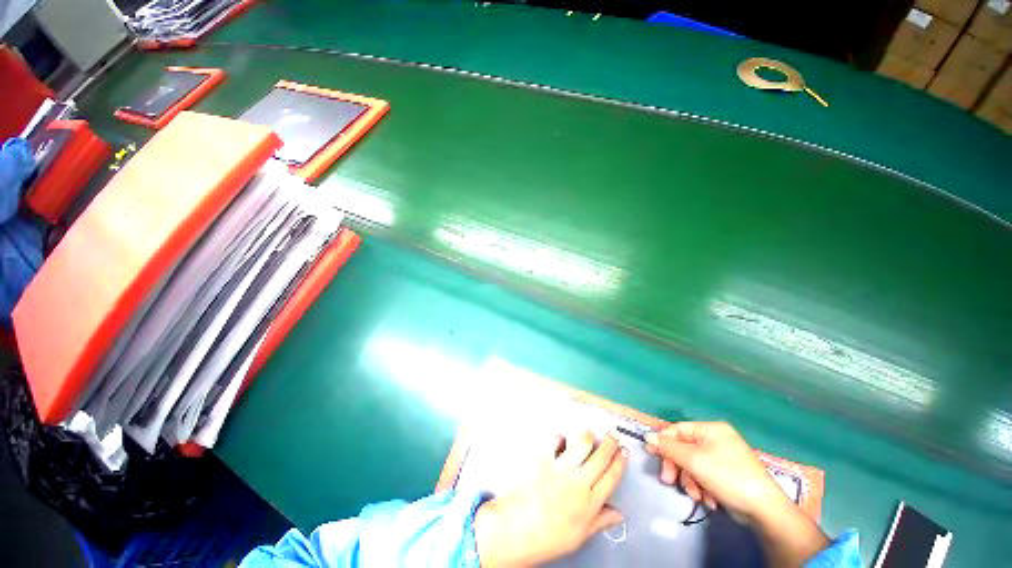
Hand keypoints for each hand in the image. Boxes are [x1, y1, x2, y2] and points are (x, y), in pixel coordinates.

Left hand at [475, 432, 628, 566]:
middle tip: (612, 433)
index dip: (620, 461)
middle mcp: (579, 482)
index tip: (624, 450)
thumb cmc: (549, 537)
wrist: (517, 528)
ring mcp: (560, 467)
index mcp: (590, 502)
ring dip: (588, 436)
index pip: (612, 477)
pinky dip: (560, 437)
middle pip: (600, 456)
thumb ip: (600, 521)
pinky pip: (555, 440)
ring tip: (590, 435)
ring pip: (582, 443)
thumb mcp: (580, 536)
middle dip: (610, 442)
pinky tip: (561, 440)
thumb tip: (619, 513)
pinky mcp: (543, 457)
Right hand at [645, 421, 787, 523]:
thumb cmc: (727, 476)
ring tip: (696, 496)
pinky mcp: (726, 475)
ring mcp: (723, 458)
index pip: (678, 429)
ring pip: (692, 465)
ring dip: (690, 481)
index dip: (663, 441)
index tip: (652, 455)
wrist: (764, 509)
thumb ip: (668, 447)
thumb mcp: (693, 460)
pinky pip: (704, 476)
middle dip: (677, 467)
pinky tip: (708, 500)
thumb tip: (647, 436)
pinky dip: (702, 488)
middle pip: (684, 449)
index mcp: (711, 430)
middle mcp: (716, 440)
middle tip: (669, 480)